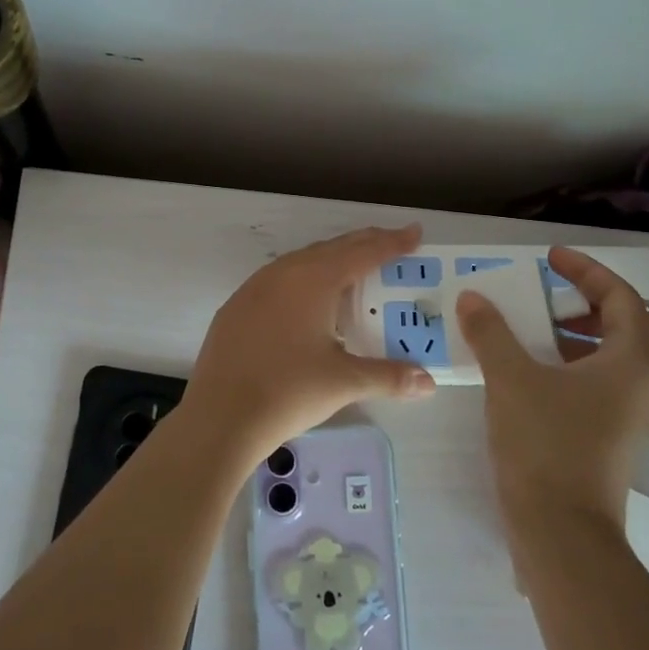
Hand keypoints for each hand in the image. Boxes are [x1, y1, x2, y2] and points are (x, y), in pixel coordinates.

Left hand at [183, 225, 436, 464]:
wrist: (220, 416)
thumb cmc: (288, 391)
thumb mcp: (344, 382)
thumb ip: (389, 376)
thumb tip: (428, 382)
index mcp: (314, 280)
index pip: (362, 253)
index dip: (392, 243)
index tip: (415, 232)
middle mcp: (283, 273)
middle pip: (331, 249)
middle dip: (364, 245)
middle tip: (391, 245)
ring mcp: (254, 288)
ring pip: (301, 262)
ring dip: (331, 260)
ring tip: (354, 270)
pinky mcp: (236, 307)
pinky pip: (278, 280)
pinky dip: (303, 280)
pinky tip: (307, 301)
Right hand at [456, 247, 648, 529]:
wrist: (562, 530)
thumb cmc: (545, 444)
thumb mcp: (510, 379)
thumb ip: (491, 332)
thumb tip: (472, 298)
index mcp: (634, 361)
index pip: (621, 298)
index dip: (585, 271)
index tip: (549, 259)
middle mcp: (648, 384)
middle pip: (648, 327)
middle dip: (607, 307)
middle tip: (564, 305)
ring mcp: (638, 415)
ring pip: (630, 358)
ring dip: (593, 337)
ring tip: (542, 336)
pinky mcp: (620, 438)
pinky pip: (614, 385)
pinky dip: (586, 367)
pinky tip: (542, 376)